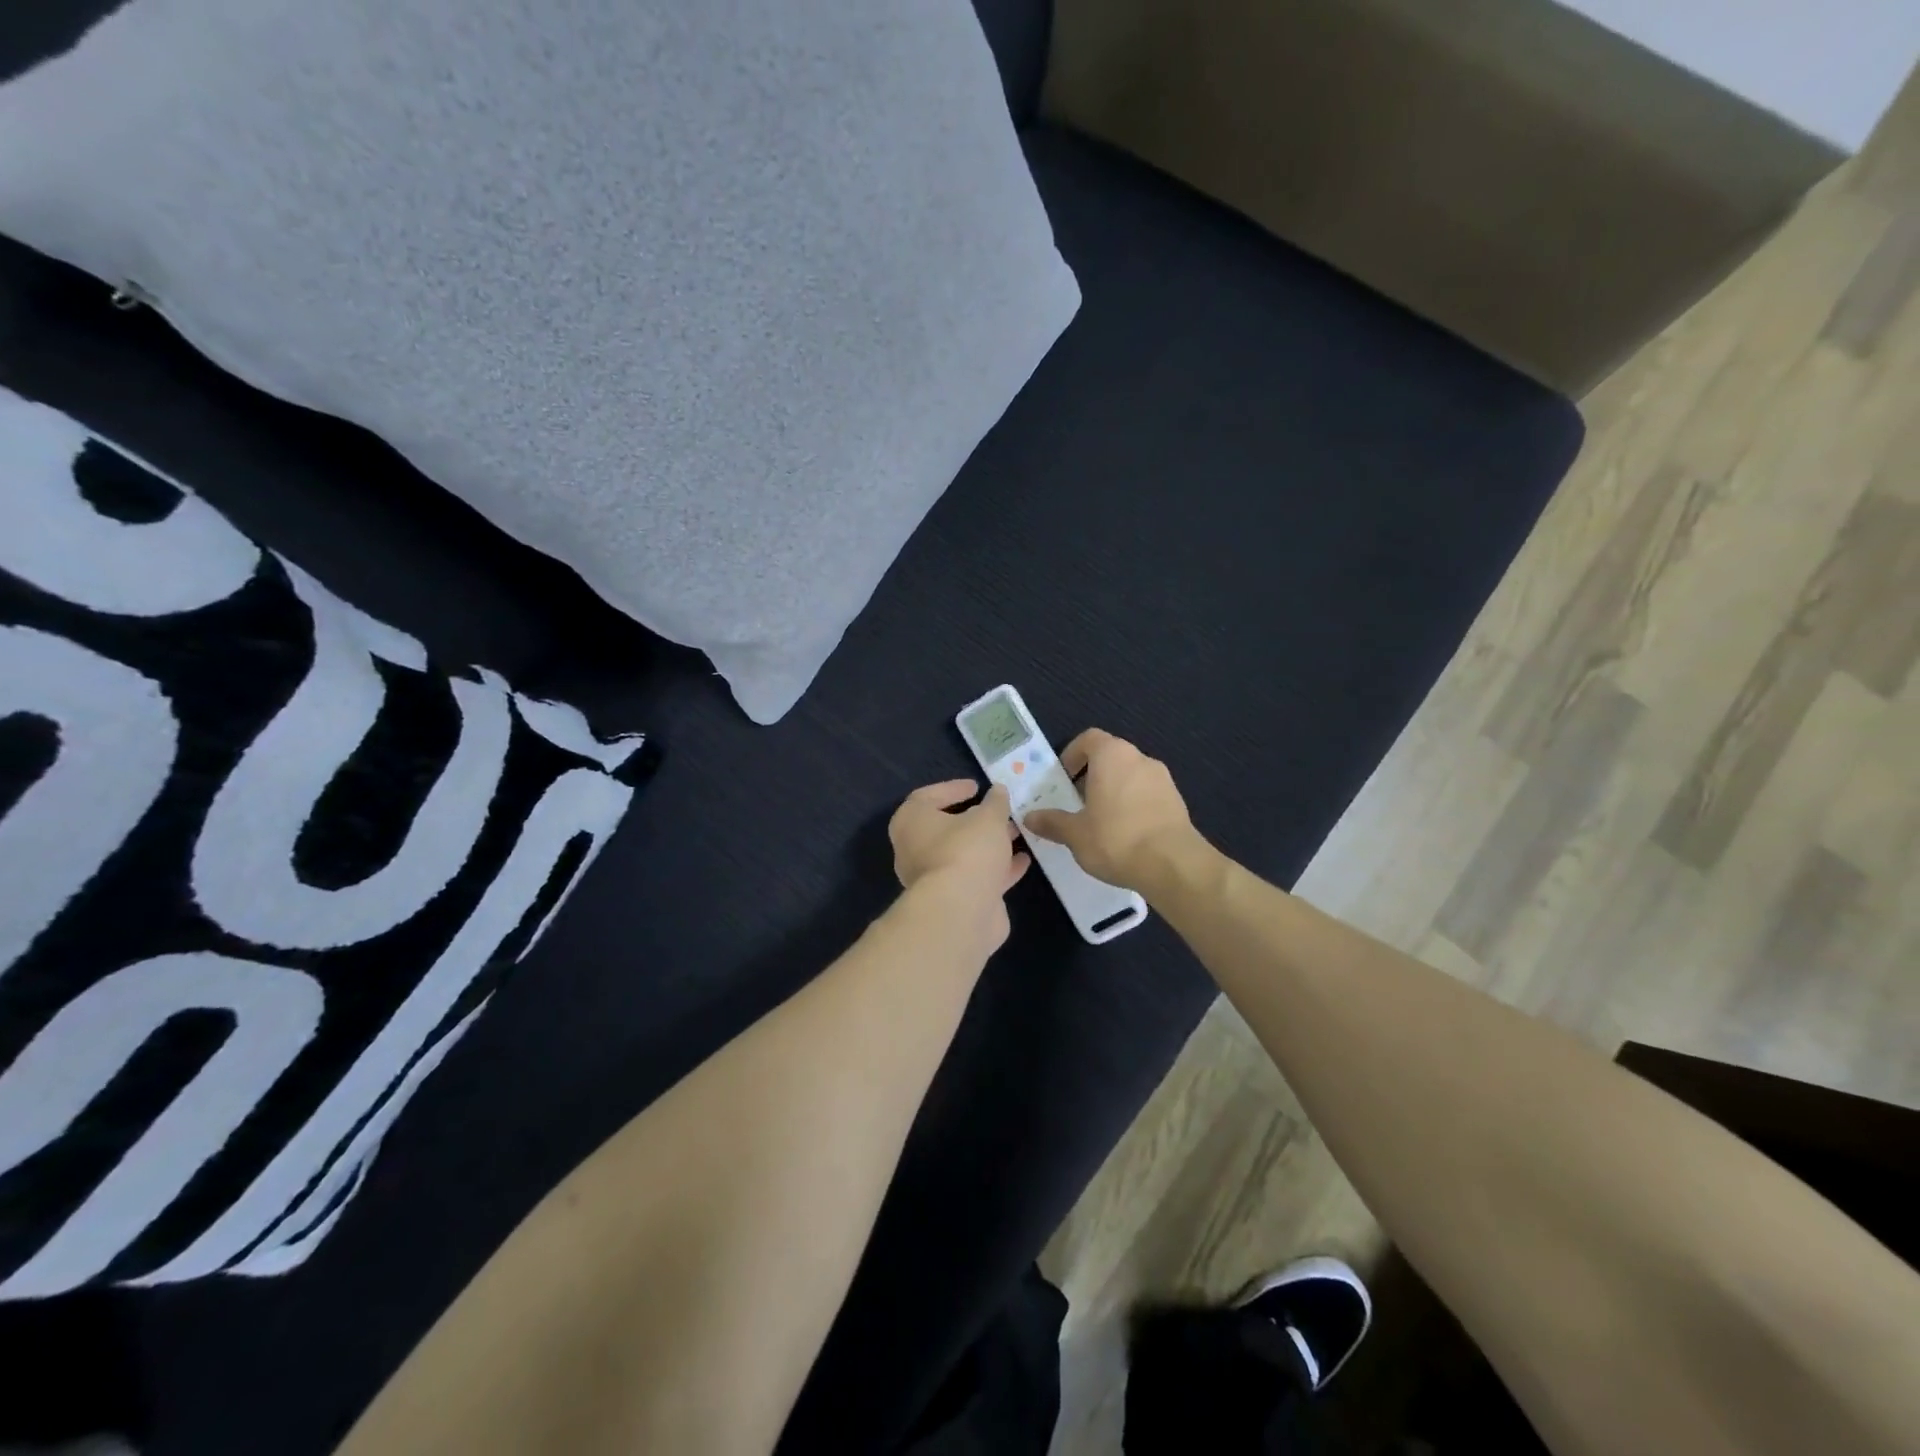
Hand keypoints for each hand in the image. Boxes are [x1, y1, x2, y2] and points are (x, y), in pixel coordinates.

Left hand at [889, 780, 1030, 940]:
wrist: (961, 912)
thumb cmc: (967, 851)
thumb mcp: (988, 817)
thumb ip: (995, 802)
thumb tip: (997, 791)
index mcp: (911, 822)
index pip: (926, 797)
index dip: (952, 789)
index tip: (977, 787)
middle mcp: (915, 850)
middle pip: (946, 829)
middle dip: (976, 820)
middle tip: (1000, 811)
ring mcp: (933, 879)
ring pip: (963, 855)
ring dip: (989, 844)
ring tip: (1017, 833)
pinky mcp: (953, 901)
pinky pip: (976, 878)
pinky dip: (997, 869)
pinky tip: (1023, 861)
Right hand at [1021, 729, 1195, 891]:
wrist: (1173, 864)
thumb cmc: (1116, 839)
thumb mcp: (1075, 834)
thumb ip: (1052, 822)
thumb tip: (1029, 817)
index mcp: (1112, 756)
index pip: (1089, 739)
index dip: (1073, 754)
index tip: (1063, 779)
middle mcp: (1140, 758)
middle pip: (1111, 757)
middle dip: (1092, 776)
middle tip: (1077, 803)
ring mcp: (1163, 779)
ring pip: (1130, 776)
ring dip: (1114, 791)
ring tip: (1101, 822)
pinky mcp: (1177, 801)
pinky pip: (1147, 794)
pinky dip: (1133, 805)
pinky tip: (1126, 834)